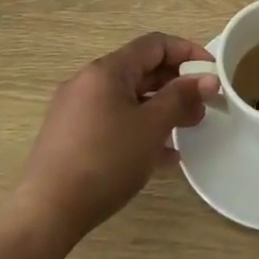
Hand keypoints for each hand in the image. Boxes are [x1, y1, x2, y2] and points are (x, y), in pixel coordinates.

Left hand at [14, 32, 219, 242]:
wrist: (46, 214)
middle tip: (203, 108)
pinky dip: (140, 129)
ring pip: (129, 99)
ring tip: (188, 130)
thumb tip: (209, 78)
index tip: (212, 73)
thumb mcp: (151, 127)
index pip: (155, 44)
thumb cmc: (105, 160)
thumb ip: (182, 97)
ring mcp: (77, 111)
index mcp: (107, 70)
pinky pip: (114, 121)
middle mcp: (89, 82)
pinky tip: (163, 156)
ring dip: (161, 109)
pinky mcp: (71, 138)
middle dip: (177, 85)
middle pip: (142, 71)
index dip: (188, 52)